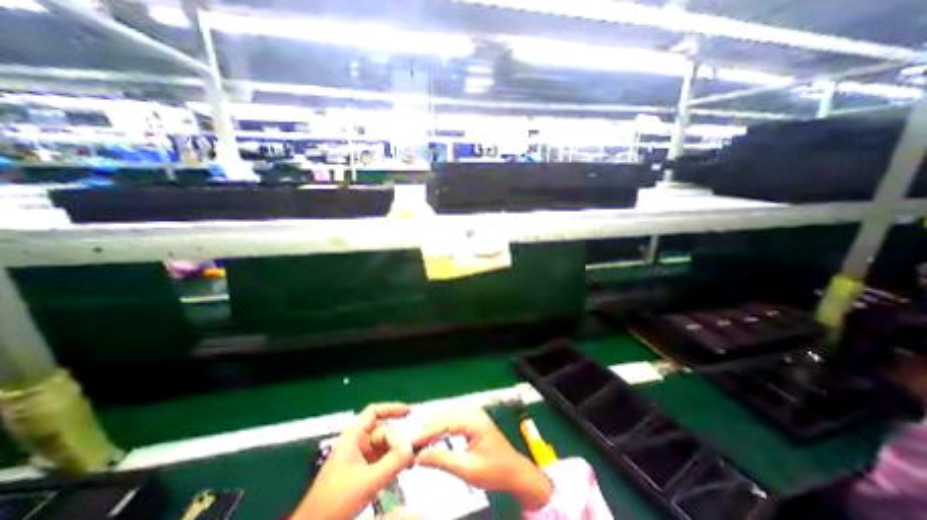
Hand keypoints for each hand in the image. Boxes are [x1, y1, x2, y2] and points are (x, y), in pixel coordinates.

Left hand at [295, 402, 413, 519]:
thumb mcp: (368, 481)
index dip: (391, 409)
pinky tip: (403, 470)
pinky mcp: (361, 473)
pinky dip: (393, 463)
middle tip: (415, 449)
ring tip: (412, 462)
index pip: (374, 413)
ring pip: (384, 447)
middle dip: (399, 439)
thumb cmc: (335, 503)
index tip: (408, 412)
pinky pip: (381, 461)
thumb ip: (392, 462)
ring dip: (398, 452)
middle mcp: (356, 444)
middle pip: (383, 432)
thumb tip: (411, 447)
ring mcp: (358, 459)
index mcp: (353, 437)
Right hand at [411, 408, 547, 508]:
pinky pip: (451, 422)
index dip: (425, 433)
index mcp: (473, 419)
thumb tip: (418, 457)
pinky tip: (429, 439)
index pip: (444, 422)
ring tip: (415, 443)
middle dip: (426, 430)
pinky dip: (439, 430)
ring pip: (445, 418)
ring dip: (431, 430)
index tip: (408, 443)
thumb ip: (443, 460)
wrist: (515, 472)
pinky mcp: (471, 421)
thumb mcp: (468, 469)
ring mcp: (472, 415)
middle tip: (408, 444)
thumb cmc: (495, 471)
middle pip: (443, 417)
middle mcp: (471, 412)